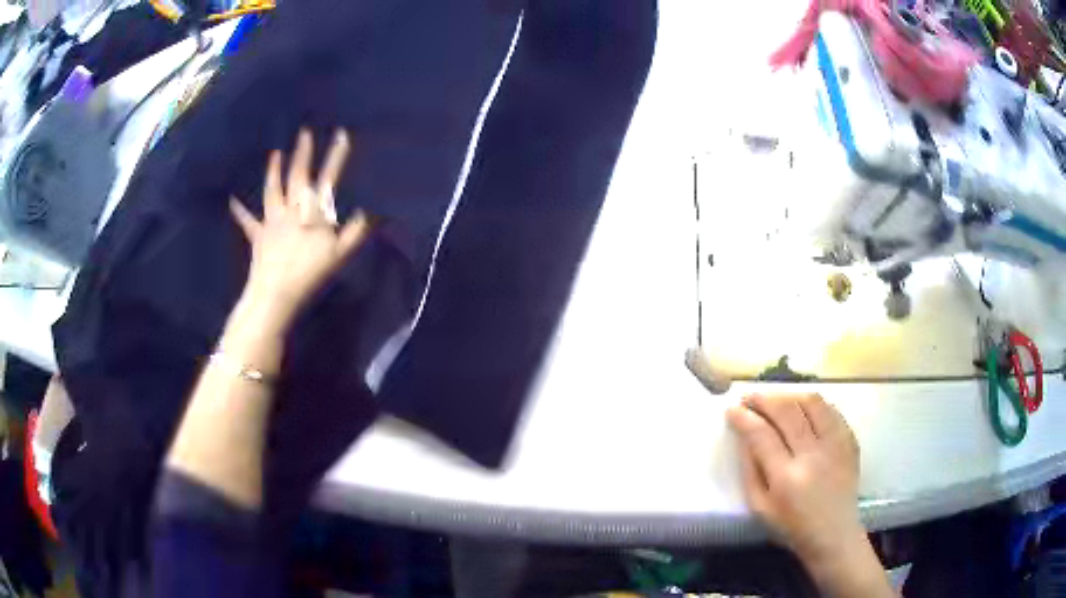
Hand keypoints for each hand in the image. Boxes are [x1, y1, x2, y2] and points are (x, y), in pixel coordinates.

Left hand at [229, 128, 369, 326]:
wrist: (276, 293)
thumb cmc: (309, 273)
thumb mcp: (339, 255)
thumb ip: (354, 232)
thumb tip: (368, 212)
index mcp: (313, 212)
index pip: (328, 179)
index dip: (336, 156)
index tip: (341, 134)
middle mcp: (292, 209)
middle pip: (297, 176)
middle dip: (302, 153)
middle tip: (304, 133)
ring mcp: (273, 220)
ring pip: (273, 190)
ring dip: (274, 170)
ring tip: (275, 154)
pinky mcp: (258, 235)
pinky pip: (247, 221)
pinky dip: (240, 211)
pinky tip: (232, 201)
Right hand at [727, 394, 894, 597]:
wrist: (834, 533)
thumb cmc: (792, 527)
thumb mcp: (760, 508)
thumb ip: (750, 471)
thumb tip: (744, 437)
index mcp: (786, 478)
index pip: (761, 435)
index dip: (744, 418)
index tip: (732, 409)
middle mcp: (813, 455)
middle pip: (786, 412)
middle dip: (763, 399)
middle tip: (749, 397)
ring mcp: (835, 444)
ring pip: (811, 403)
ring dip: (789, 395)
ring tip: (776, 400)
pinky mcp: (850, 440)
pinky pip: (831, 410)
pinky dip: (813, 404)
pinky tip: (801, 408)